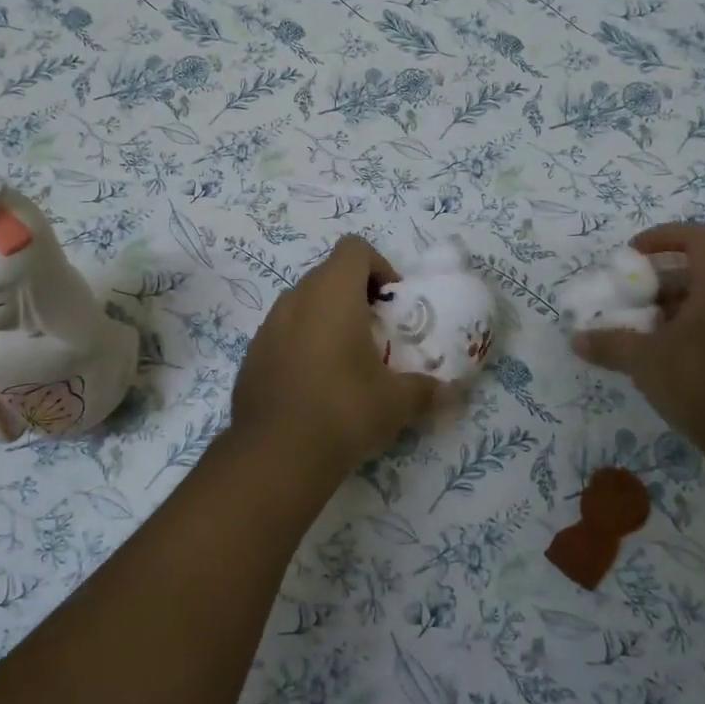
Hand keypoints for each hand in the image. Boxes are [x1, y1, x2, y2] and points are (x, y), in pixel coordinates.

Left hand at [231, 235, 442, 474]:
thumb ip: (426, 389)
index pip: (354, 248)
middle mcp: (296, 298)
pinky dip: (302, 343)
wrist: (274, 455)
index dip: (378, 266)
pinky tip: (315, 383)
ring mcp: (268, 325)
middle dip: (355, 294)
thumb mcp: (396, 402)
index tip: (392, 304)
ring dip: (327, 318)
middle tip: (376, 333)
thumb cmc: (343, 410)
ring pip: (303, 303)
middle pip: (328, 274)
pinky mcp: (252, 354)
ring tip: (347, 359)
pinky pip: (283, 332)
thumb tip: (452, 392)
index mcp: (332, 293)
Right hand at [571, 223, 704, 474]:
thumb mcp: (644, 361)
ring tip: (637, 335)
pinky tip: (661, 364)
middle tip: (626, 302)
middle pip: (696, 273)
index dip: (662, 237)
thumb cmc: (702, 383)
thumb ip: (609, 344)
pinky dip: (685, 335)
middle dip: (656, 283)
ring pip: (704, 305)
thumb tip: (576, 339)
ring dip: (668, 312)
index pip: (697, 237)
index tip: (631, 256)